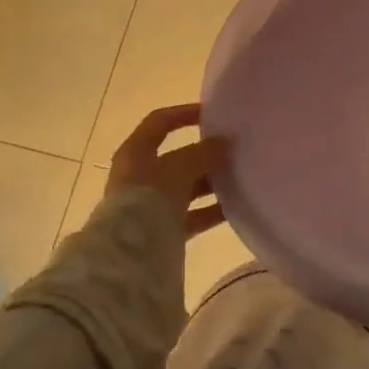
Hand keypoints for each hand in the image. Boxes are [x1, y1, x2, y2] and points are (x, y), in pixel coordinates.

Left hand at [106, 104, 229, 236]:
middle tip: (233, 150)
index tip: (212, 114)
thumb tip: (226, 141)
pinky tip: (234, 208)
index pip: (160, 122)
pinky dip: (210, 211)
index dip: (184, 113)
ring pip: (185, 188)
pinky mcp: (160, 231)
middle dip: (204, 154)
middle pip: (176, 158)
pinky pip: (190, 216)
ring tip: (239, 178)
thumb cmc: (150, 197)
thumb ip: (204, 152)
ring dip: (210, 183)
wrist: (129, 255)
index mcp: (136, 152)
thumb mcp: (180, 167)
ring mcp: (149, 205)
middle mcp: (139, 176)